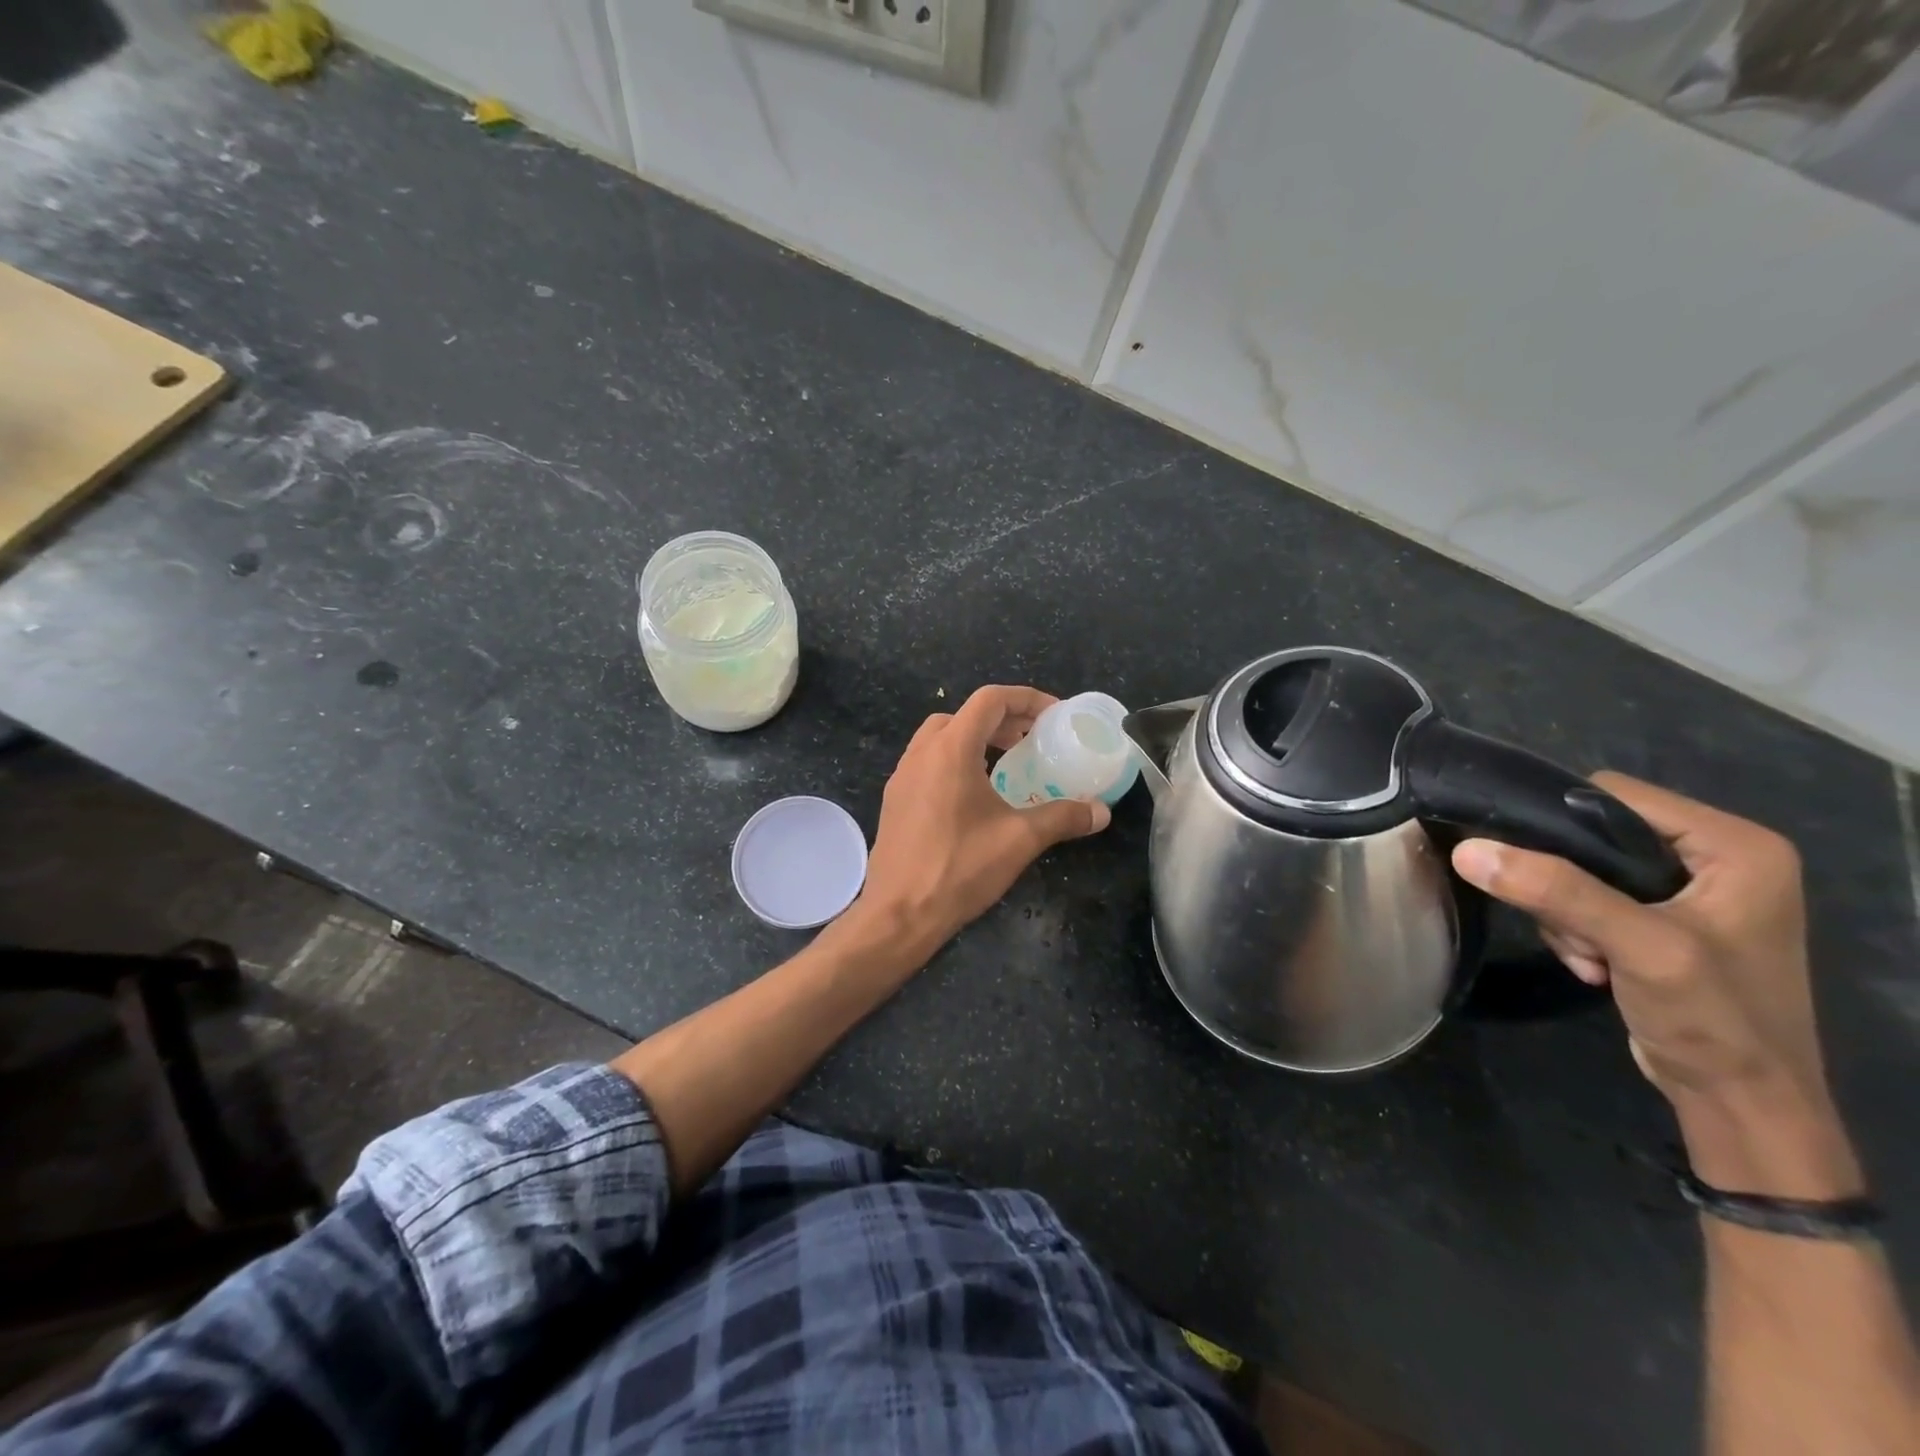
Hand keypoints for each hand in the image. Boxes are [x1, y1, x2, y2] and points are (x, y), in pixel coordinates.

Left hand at [848, 685, 1110, 962]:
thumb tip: (1101, 812)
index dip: (1026, 699)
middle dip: (1001, 720)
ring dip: (975, 740)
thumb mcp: (1020, 840)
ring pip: (941, 739)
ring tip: (1007, 764)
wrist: (899, 914)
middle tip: (1032, 740)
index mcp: (950, 750)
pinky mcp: (894, 801)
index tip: (1054, 716)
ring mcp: (902, 777)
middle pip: (964, 715)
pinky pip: (927, 764)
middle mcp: (921, 754)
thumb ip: (1063, 817)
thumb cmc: (959, 868)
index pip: (990, 700)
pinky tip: (975, 796)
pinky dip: (955, 762)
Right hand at [1451, 773, 1859, 1196]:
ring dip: (1565, 911)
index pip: (1613, 794)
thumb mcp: (1639, 947)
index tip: (1526, 863)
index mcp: (1735, 845)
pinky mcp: (1664, 921)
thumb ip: (1557, 892)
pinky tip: (1594, 965)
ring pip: (1580, 868)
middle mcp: (1715, 857)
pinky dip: (1576, 929)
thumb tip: (1466, 849)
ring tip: (1587, 955)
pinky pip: (1589, 898)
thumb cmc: (1715, 1019)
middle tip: (1567, 926)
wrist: (1742, 1105)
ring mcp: (1689, 892)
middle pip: (1593, 832)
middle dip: (1563, 881)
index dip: (1559, 821)